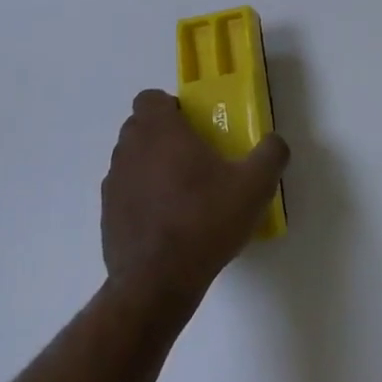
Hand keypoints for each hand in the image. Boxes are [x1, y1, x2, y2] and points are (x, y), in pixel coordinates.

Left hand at [101, 90, 289, 318]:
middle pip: (140, 127)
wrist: (157, 283)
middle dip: (164, 135)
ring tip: (183, 194)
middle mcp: (129, 150)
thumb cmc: (204, 221)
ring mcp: (113, 184)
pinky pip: (126, 193)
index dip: (171, 107)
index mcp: (159, 131)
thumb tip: (274, 142)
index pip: (150, 98)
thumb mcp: (254, 186)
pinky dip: (142, 198)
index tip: (194, 127)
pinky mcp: (107, 216)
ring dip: (151, 166)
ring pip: (131, 160)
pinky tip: (167, 223)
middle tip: (196, 158)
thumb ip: (270, 154)